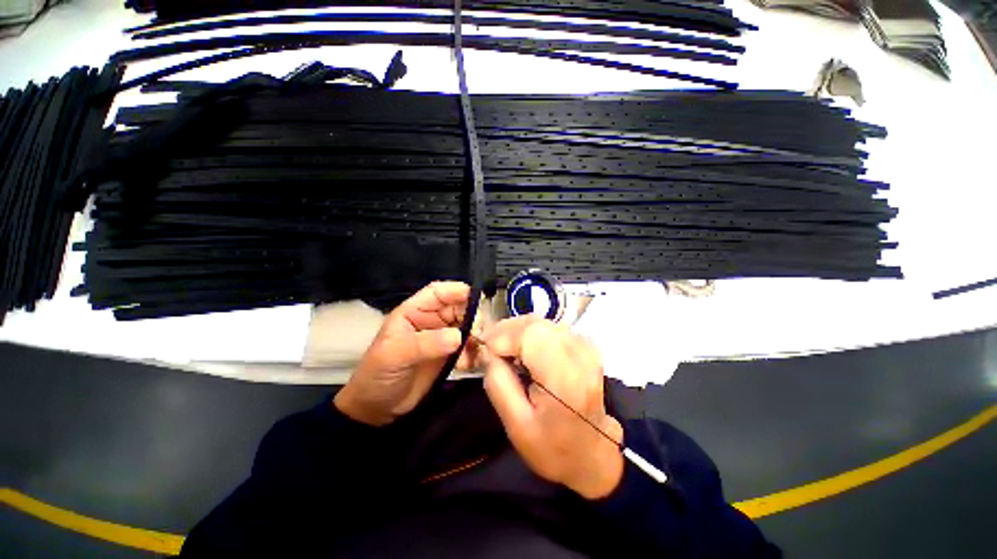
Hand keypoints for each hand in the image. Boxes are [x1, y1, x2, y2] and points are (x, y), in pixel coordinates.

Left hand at [335, 281, 477, 425]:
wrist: (377, 408)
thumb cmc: (377, 374)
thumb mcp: (395, 355)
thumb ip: (425, 343)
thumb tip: (458, 336)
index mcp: (414, 312)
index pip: (437, 293)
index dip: (456, 291)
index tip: (477, 298)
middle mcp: (430, 321)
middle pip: (458, 308)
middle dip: (472, 316)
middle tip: (480, 332)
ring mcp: (441, 338)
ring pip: (466, 327)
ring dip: (475, 336)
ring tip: (478, 350)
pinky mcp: (449, 355)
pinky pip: (468, 347)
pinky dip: (474, 352)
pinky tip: (471, 363)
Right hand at [481, 316, 623, 499]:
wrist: (591, 453)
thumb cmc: (553, 447)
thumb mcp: (515, 425)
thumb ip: (497, 382)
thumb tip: (489, 351)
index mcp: (565, 377)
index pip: (529, 334)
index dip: (501, 335)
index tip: (482, 347)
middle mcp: (580, 352)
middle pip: (534, 323)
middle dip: (506, 331)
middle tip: (488, 347)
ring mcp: (585, 345)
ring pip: (541, 322)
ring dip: (517, 331)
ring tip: (502, 350)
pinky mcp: (584, 344)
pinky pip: (549, 327)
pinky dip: (530, 333)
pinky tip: (522, 350)